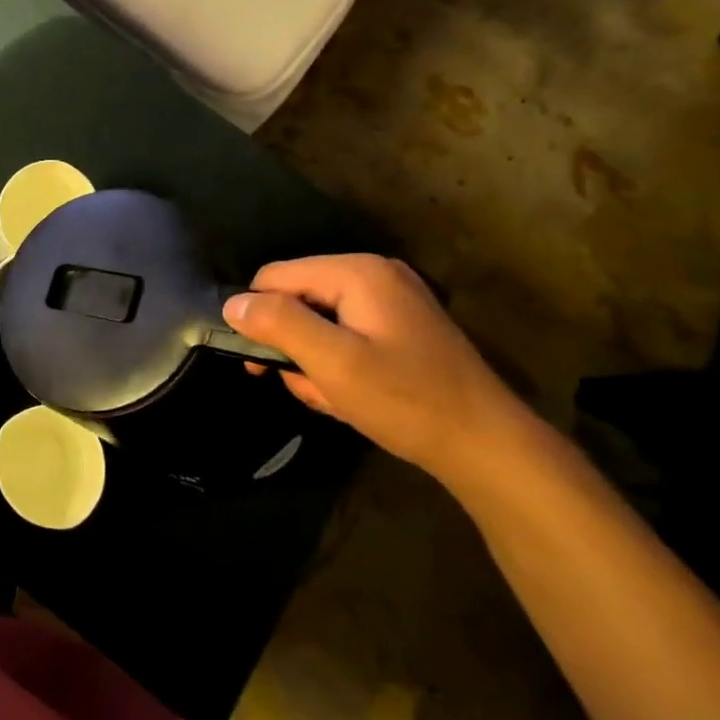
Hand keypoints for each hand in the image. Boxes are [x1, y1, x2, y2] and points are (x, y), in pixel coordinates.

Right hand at [223, 255, 536, 485]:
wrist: (487, 447)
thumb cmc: (406, 401)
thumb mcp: (333, 363)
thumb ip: (279, 325)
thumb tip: (231, 304)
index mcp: (357, 272)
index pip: (274, 277)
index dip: (258, 317)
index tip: (261, 364)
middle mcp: (373, 274)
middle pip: (296, 298)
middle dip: (292, 345)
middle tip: (308, 387)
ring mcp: (390, 299)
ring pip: (318, 321)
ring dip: (313, 361)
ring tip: (334, 398)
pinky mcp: (399, 325)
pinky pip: (345, 334)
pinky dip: (337, 364)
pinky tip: (352, 396)